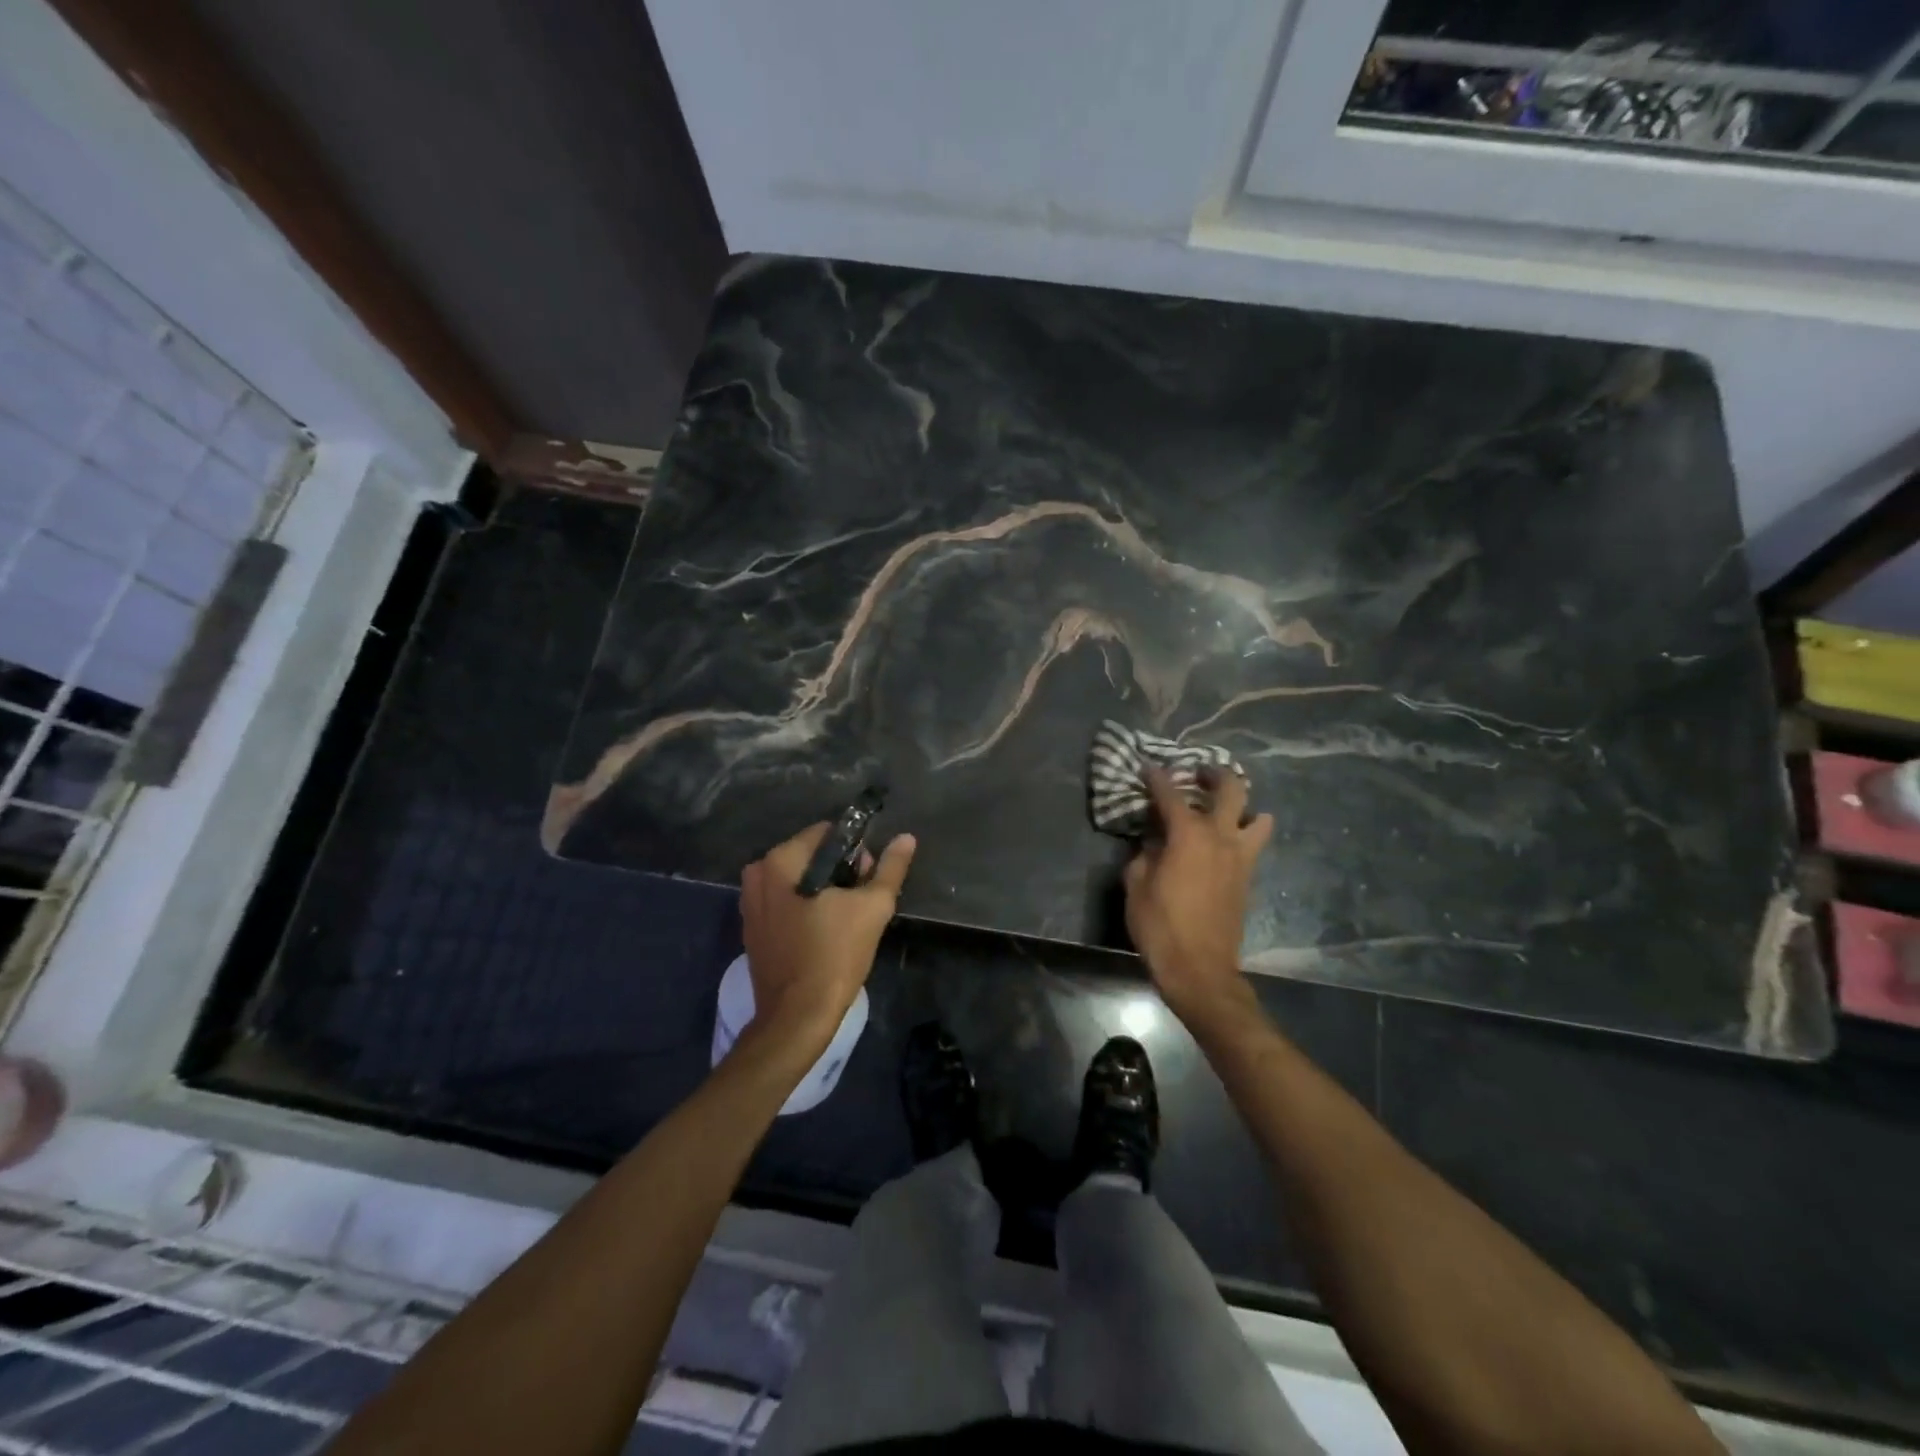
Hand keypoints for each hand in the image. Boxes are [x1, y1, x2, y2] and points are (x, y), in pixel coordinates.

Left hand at [740, 822, 916, 1045]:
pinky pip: (785, 904)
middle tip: (862, 898)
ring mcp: (750, 905)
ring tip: (847, 917)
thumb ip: (890, 868)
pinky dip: (805, 909)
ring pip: (797, 881)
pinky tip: (825, 932)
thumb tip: (906, 838)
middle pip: (810, 857)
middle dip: (839, 871)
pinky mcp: (752, 931)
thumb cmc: (834, 955)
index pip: (825, 833)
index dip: (854, 849)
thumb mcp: (873, 907)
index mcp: (779, 861)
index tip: (869, 875)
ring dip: (823, 891)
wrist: (797, 1017)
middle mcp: (757, 875)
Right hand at [1123, 766, 1271, 1023]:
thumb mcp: (1136, 884)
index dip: (1156, 778)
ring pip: (1257, 816)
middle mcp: (1221, 837)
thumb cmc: (1160, 925)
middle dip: (1214, 774)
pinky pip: (1253, 843)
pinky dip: (1243, 832)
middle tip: (1197, 773)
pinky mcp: (1248, 877)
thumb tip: (1154, 840)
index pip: (1170, 794)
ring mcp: (1240, 857)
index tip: (1147, 767)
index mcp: (1189, 834)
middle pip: (1231, 789)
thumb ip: (1144, 854)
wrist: (1200, 969)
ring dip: (1242, 805)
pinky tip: (1223, 840)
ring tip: (1223, 808)